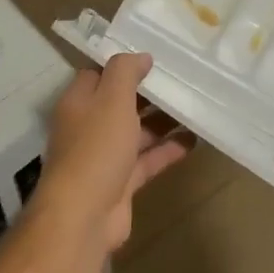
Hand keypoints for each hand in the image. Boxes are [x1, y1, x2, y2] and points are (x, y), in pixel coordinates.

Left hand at [40, 53, 191, 251]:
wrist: (84, 216)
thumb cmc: (96, 148)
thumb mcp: (111, 99)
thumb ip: (125, 72)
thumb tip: (141, 56)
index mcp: (79, 103)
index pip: (99, 74)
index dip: (124, 65)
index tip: (155, 57)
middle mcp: (89, 127)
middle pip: (121, 103)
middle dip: (149, 93)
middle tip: (182, 79)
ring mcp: (105, 157)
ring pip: (137, 132)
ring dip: (162, 122)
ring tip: (194, 106)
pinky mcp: (121, 182)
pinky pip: (148, 160)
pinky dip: (168, 150)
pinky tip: (194, 140)